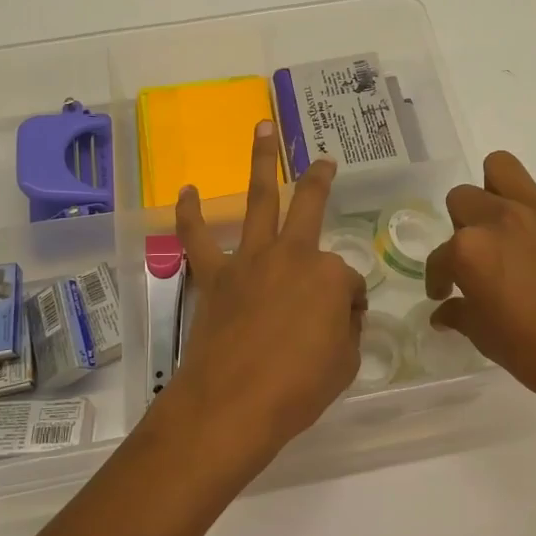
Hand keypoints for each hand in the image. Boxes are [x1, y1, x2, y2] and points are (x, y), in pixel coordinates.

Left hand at [167, 121, 366, 464]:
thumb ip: (346, 330)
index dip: (348, 305)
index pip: (348, 282)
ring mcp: (250, 260)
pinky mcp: (214, 276)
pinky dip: (191, 214)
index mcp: (330, 275)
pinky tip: (187, 192)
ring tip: (261, 129)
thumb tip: (341, 315)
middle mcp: (292, 254)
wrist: (232, 405)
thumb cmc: (298, 389)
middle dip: (318, 179)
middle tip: (323, 161)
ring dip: (261, 162)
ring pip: (258, 200)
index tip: (342, 327)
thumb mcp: (345, 363)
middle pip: (309, 205)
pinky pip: (198, 238)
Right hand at [426, 151, 535, 421]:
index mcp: (469, 250)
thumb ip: (461, 316)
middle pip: (462, 199)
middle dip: (461, 227)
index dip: (438, 278)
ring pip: (502, 166)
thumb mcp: (486, 339)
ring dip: (496, 187)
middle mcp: (499, 218)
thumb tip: (444, 312)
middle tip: (477, 257)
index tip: (444, 294)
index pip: (439, 258)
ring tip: (504, 219)